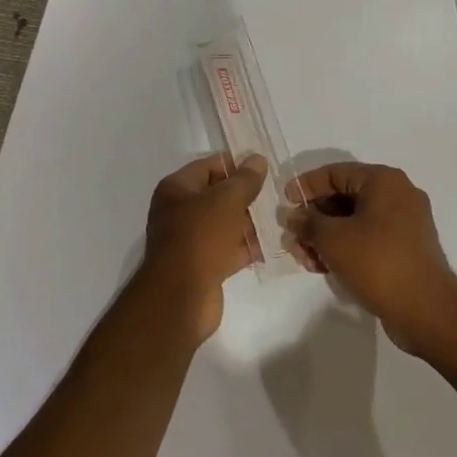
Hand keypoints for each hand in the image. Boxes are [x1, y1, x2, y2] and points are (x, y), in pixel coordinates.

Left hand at [140, 154, 267, 341]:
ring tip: (280, 217)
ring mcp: (190, 241)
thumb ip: (244, 180)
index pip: (208, 166)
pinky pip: (228, 249)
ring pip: (225, 223)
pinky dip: (247, 246)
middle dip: (245, 195)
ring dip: (249, 221)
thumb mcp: (226, 200)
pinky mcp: (203, 266)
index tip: (264, 168)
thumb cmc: (200, 237)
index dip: (235, 164)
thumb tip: (257, 160)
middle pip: (217, 195)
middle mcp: (179, 211)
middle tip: (276, 194)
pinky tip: (272, 244)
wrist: (181, 296)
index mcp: (176, 189)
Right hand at [286, 163, 456, 354]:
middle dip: (314, 218)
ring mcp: (404, 223)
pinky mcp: (404, 248)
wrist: (426, 310)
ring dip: (326, 237)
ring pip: (354, 221)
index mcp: (384, 181)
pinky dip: (345, 248)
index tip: (284, 203)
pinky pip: (367, 238)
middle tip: (292, 238)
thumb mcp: (333, 239)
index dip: (306, 186)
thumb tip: (293, 215)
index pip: (335, 172)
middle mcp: (397, 195)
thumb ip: (308, 222)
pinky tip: (324, 267)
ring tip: (305, 259)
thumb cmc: (377, 262)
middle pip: (344, 197)